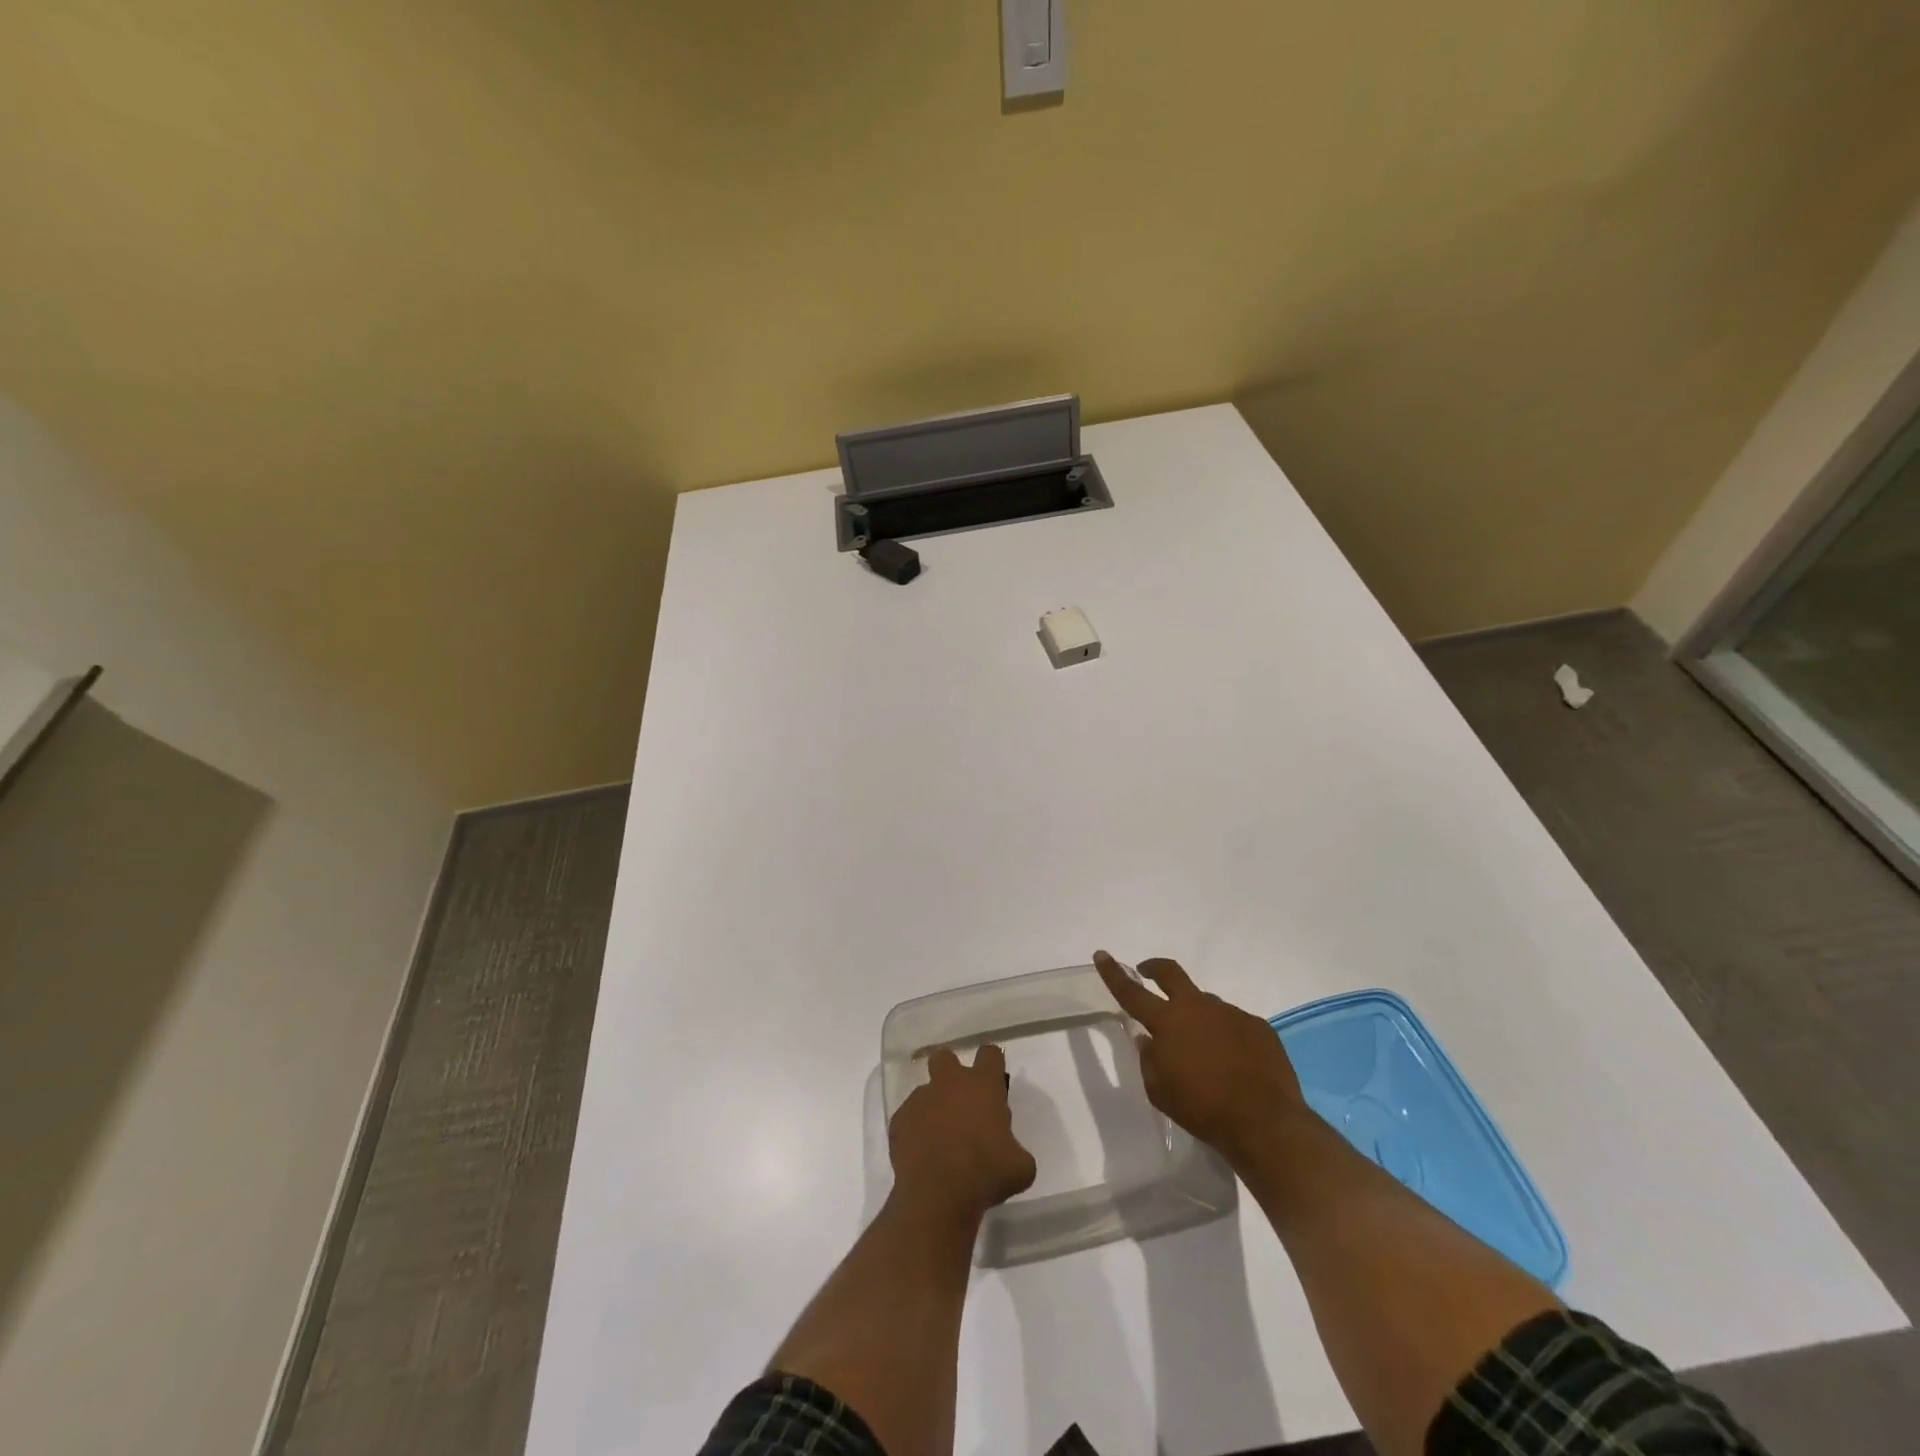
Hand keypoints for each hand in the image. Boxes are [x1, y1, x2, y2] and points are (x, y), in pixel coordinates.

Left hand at [888, 1044, 1036, 1226]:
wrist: (938, 1196)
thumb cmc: (986, 1174)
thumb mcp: (1020, 1167)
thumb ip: (1015, 1149)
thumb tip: (1009, 1153)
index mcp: (983, 1085)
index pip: (990, 1054)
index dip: (993, 1064)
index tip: (995, 1082)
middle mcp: (949, 1083)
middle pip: (946, 1057)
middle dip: (951, 1072)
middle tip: (960, 1101)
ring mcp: (920, 1099)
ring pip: (925, 1091)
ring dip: (933, 1107)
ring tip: (940, 1139)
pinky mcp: (899, 1121)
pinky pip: (908, 1119)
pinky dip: (915, 1131)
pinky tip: (923, 1155)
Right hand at [1094, 949, 1309, 1165]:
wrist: (1264, 1122)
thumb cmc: (1202, 1109)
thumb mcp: (1159, 1090)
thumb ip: (1148, 1058)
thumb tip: (1147, 1038)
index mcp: (1168, 1022)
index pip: (1132, 992)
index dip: (1114, 973)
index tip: (1101, 954)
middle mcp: (1197, 1007)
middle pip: (1171, 973)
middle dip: (1154, 968)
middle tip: (1147, 971)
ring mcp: (1231, 1013)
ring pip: (1206, 1004)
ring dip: (1197, 1017)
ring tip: (1203, 1049)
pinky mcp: (1258, 1026)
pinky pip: (1234, 1023)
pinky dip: (1226, 1035)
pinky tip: (1233, 1062)